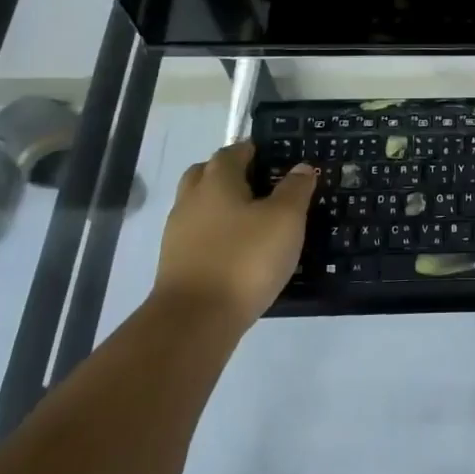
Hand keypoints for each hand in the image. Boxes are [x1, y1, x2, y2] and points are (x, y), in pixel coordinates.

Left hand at [157, 142, 315, 327]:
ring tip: (252, 221)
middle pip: (207, 173)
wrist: (194, 323)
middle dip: (230, 174)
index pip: (233, 151)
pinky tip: (237, 250)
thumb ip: (295, 189)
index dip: (253, 150)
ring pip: (199, 206)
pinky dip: (214, 235)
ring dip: (220, 206)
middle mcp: (191, 199)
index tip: (275, 158)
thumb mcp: (285, 219)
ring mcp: (177, 233)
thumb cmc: (244, 259)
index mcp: (217, 180)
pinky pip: (197, 236)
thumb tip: (300, 167)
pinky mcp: (174, 264)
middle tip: (260, 185)